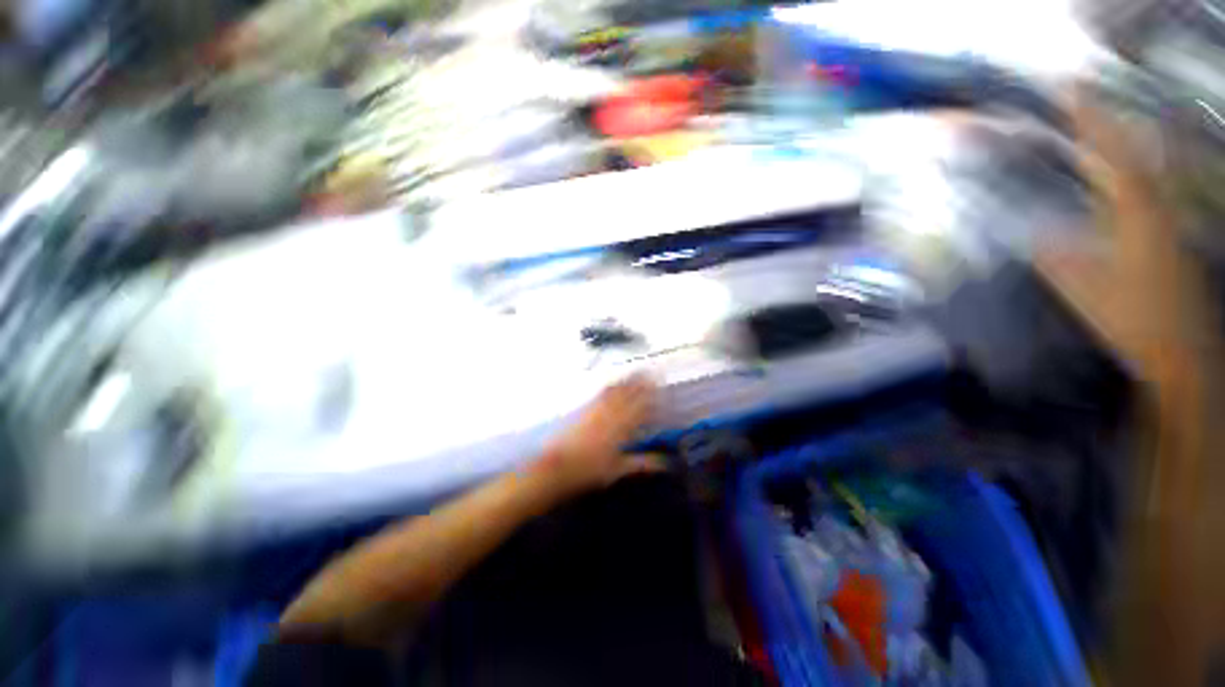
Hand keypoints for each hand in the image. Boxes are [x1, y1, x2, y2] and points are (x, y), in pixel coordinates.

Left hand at [535, 375, 665, 497]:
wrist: (556, 465)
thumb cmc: (589, 470)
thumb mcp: (618, 469)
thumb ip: (642, 463)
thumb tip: (664, 463)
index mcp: (622, 428)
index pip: (643, 409)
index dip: (656, 401)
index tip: (666, 396)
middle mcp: (611, 413)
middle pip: (631, 393)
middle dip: (645, 383)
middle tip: (657, 374)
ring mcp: (597, 408)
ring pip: (618, 389)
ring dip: (630, 379)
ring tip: (640, 372)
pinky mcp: (585, 407)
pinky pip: (602, 392)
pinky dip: (613, 385)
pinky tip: (615, 382)